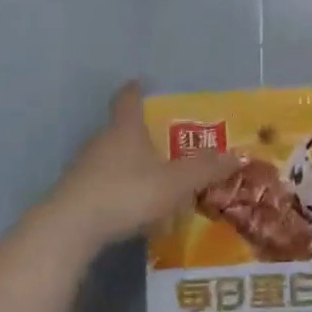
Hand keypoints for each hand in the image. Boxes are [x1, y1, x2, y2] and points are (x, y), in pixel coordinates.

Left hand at [44, 81, 240, 250]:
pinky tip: (130, 202)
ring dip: (129, 161)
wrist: (71, 228)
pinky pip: (102, 180)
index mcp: (125, 128)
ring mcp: (84, 166)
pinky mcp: (75, 193)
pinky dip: (117, 184)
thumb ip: (206, 169)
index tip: (142, 83)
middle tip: (164, 138)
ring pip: (110, 155)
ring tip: (152, 174)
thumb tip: (240, 153)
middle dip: (140, 131)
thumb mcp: (174, 183)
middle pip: (120, 127)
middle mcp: (101, 140)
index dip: (136, 89)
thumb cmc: (126, 192)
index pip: (128, 98)